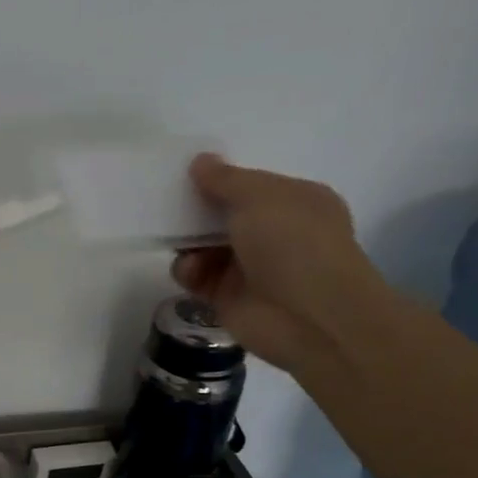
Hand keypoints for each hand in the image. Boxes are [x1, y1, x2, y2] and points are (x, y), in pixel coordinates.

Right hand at [170, 155, 388, 373]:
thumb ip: (225, 179)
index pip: (250, 185)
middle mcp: (275, 233)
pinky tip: (191, 272)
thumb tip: (200, 161)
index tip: (187, 174)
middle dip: (196, 210)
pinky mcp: (227, 296)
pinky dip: (188, 271)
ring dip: (188, 243)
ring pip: (204, 246)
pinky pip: (196, 276)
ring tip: (182, 244)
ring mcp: (250, 266)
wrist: (308, 317)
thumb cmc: (293, 244)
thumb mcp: (259, 197)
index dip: (220, 179)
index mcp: (295, 202)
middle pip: (223, 215)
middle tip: (169, 205)